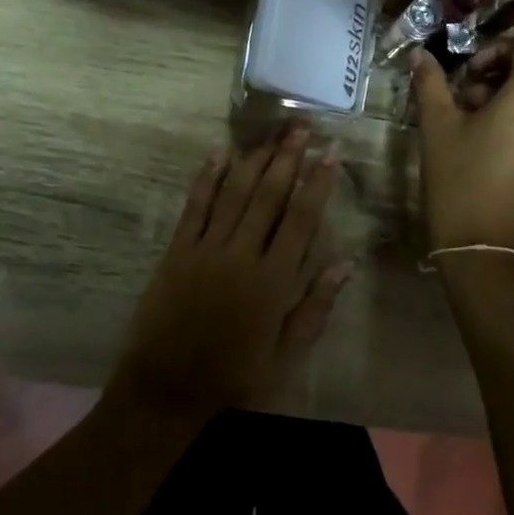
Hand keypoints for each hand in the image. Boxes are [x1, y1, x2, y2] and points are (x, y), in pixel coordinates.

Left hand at [110, 127, 350, 421]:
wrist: (167, 387)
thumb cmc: (234, 374)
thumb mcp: (286, 354)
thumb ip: (315, 307)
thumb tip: (346, 264)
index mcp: (273, 281)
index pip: (301, 220)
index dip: (317, 184)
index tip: (330, 154)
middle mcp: (242, 255)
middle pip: (269, 197)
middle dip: (288, 159)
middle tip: (302, 127)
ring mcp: (206, 250)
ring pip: (235, 195)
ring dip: (254, 161)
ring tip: (271, 134)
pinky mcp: (177, 251)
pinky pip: (195, 207)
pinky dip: (207, 179)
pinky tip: (219, 153)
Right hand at [410, 39, 513, 257]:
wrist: (489, 254)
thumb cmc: (460, 183)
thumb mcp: (438, 129)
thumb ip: (432, 85)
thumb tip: (421, 55)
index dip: (499, 50)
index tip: (469, 75)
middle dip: (503, 78)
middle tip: (466, 101)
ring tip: (478, 129)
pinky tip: (495, 153)